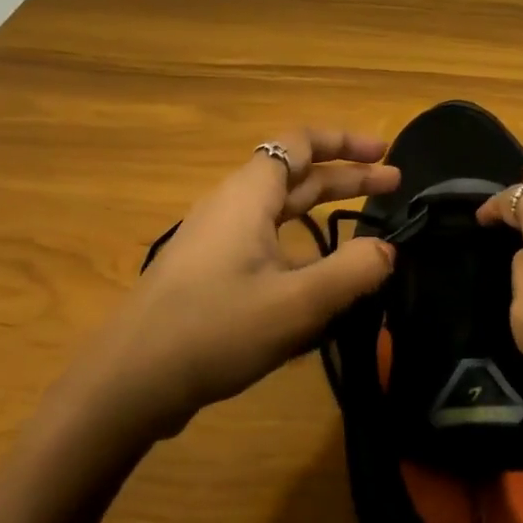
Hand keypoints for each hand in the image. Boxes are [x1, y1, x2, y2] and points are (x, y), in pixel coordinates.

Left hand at [62, 129, 399, 441]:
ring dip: (323, 210)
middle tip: (393, 186)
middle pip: (294, 174)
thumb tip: (387, 250)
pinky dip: (300, 243)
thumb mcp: (298, 303)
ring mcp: (215, 240)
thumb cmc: (216, 330)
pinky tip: (317, 278)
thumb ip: (353, 272)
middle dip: (345, 176)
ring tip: (363, 229)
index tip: (386, 153)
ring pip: (279, 211)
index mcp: (248, 195)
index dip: (346, 142)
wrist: (130, 380)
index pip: (300, 142)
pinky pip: (264, 242)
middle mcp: (230, 206)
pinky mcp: (208, 272)